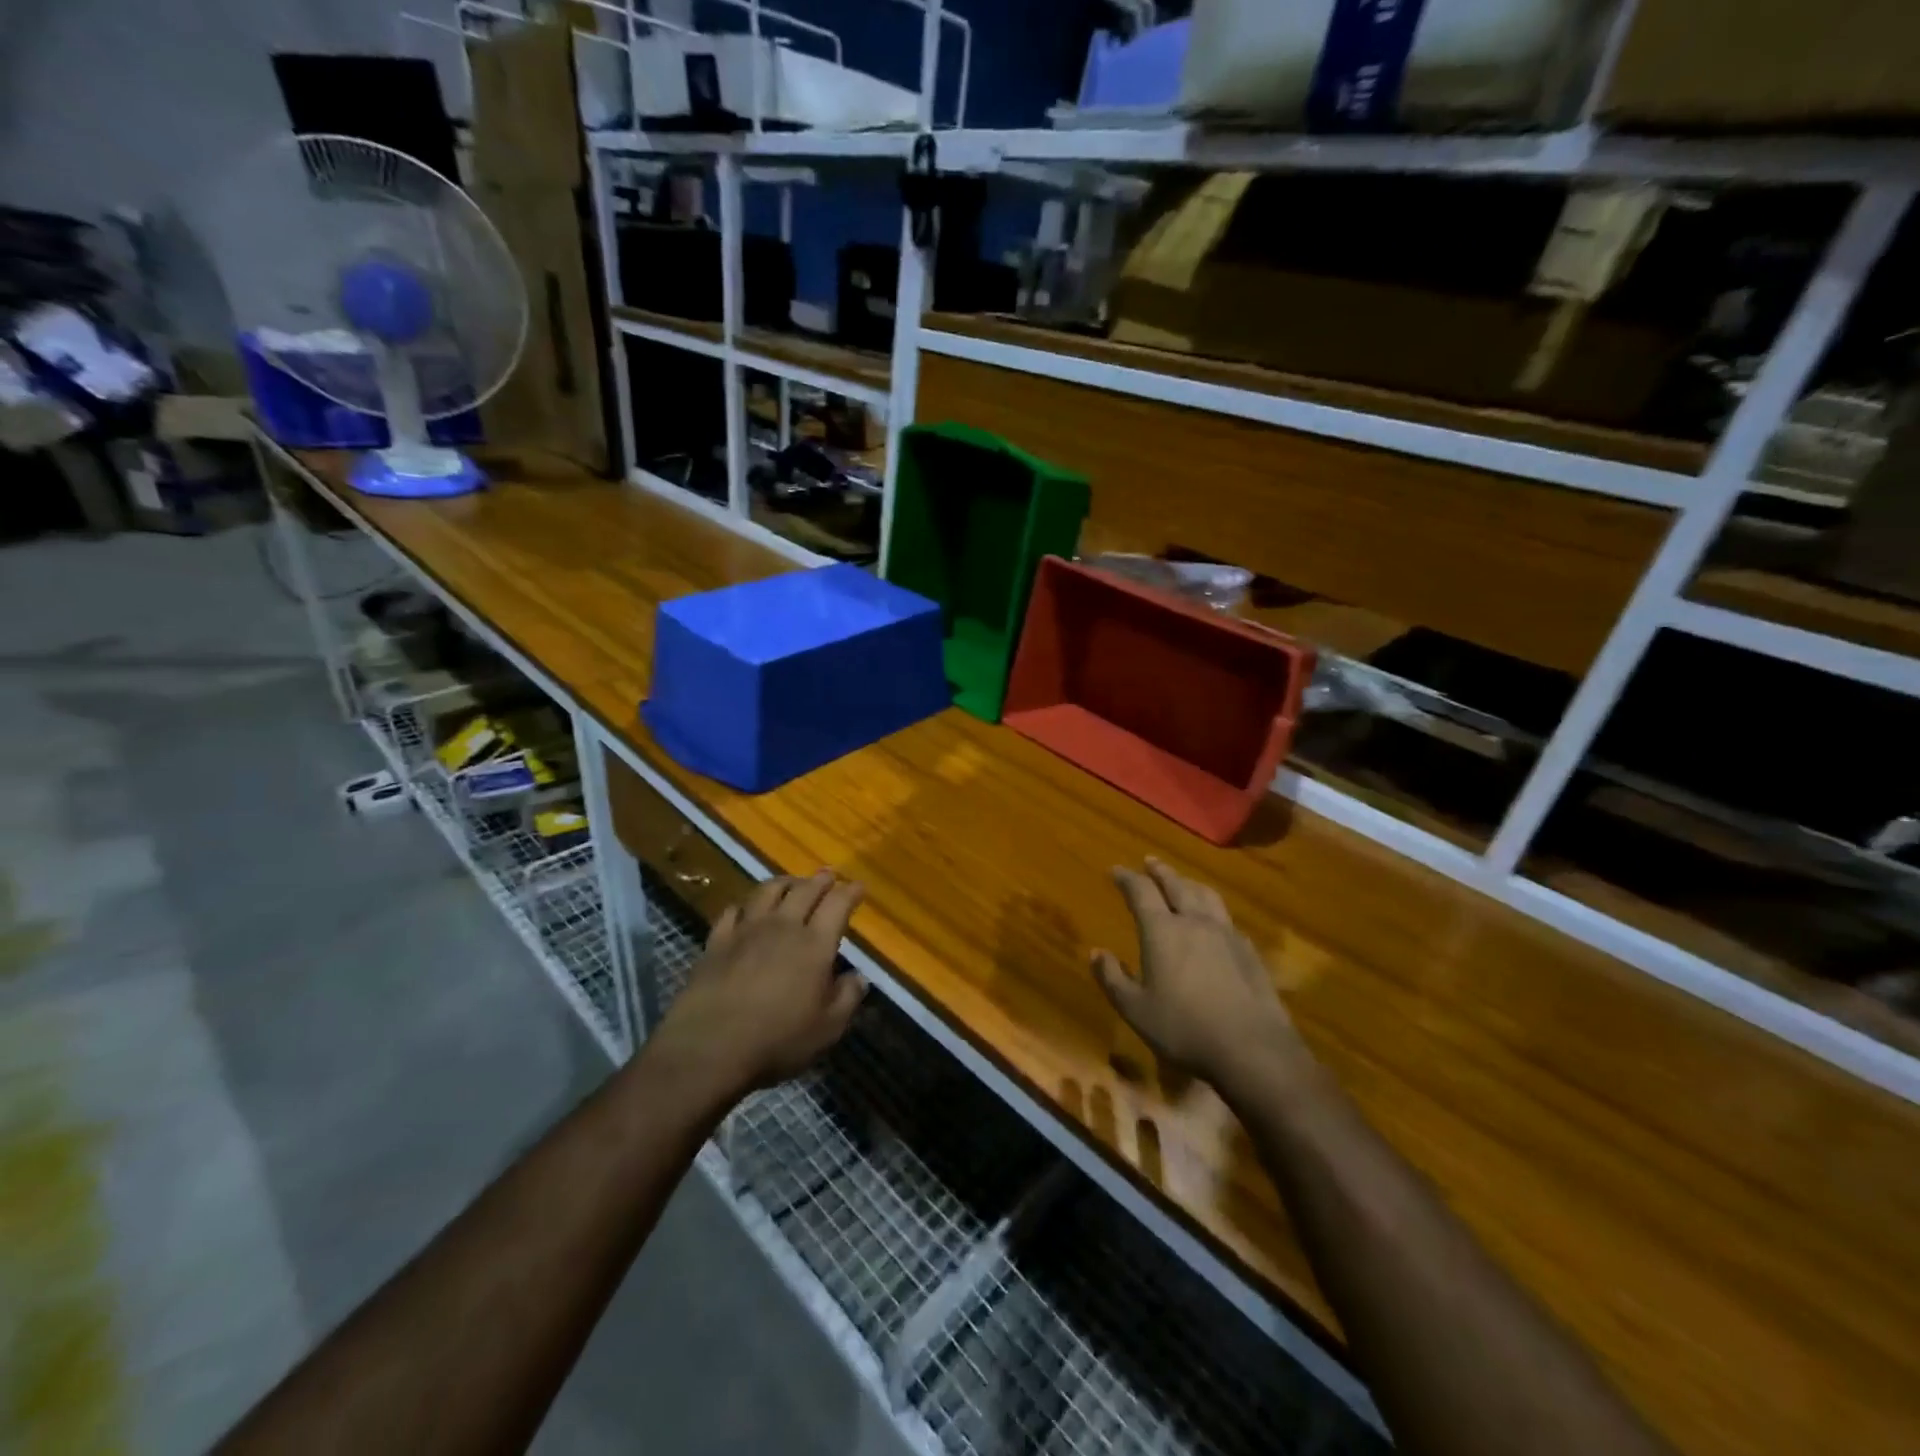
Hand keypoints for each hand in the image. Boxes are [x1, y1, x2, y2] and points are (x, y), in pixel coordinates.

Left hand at [655, 872, 868, 1099]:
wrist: (709, 1046)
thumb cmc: (777, 1039)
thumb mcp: (827, 1028)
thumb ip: (847, 998)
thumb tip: (859, 977)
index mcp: (815, 944)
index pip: (838, 905)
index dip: (850, 892)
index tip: (859, 886)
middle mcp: (783, 927)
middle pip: (804, 890)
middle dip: (820, 880)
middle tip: (828, 876)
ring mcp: (746, 930)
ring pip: (767, 891)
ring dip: (784, 882)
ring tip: (791, 882)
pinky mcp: (717, 941)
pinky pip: (732, 911)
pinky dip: (744, 906)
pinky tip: (745, 909)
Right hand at [1092, 858, 1310, 1094]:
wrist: (1252, 1049)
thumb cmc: (1184, 1028)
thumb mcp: (1135, 1009)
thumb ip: (1112, 978)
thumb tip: (1096, 952)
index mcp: (1162, 931)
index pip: (1141, 892)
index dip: (1127, 878)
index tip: (1116, 870)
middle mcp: (1194, 922)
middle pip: (1176, 885)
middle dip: (1160, 871)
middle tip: (1149, 862)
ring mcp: (1226, 934)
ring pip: (1206, 896)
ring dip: (1189, 883)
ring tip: (1182, 882)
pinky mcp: (1249, 951)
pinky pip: (1226, 918)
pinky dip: (1212, 909)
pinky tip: (1213, 921)